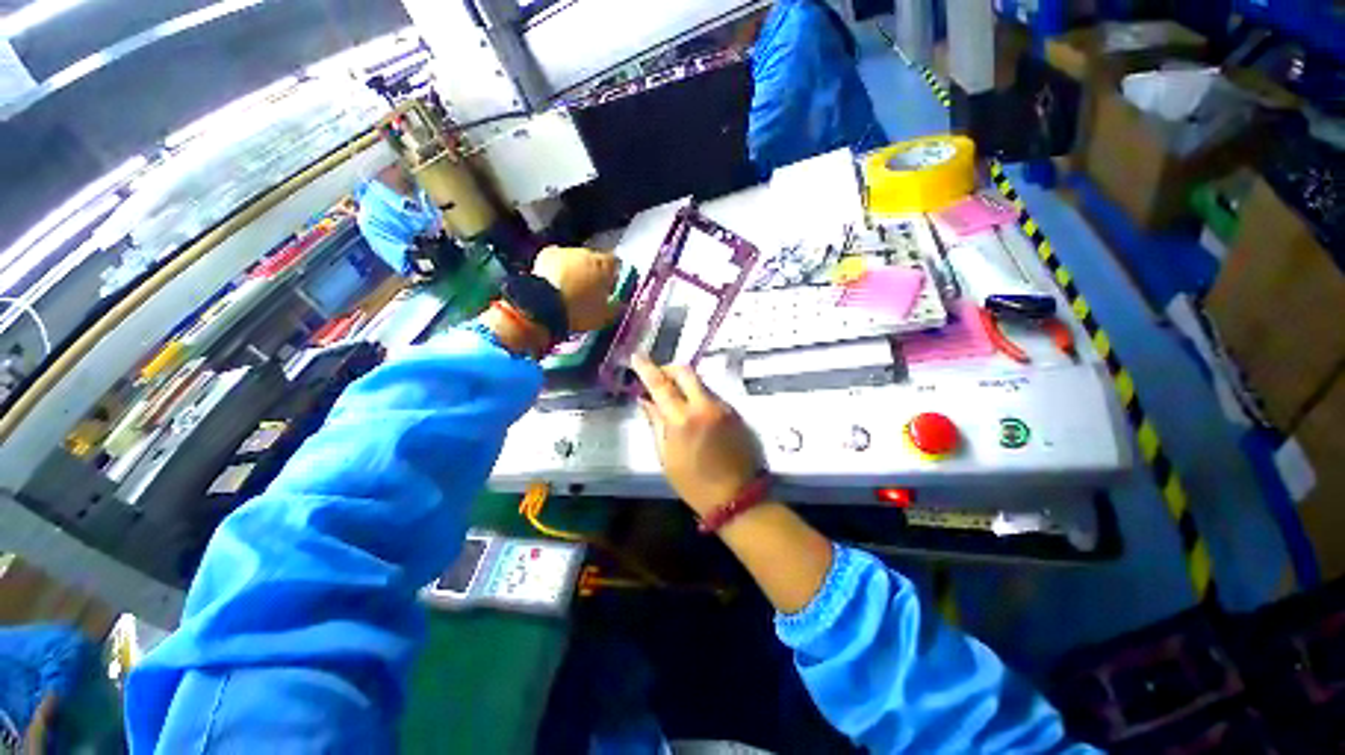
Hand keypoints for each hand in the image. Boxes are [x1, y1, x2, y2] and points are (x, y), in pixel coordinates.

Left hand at [532, 246, 619, 331]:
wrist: (544, 305)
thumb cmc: (580, 311)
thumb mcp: (604, 316)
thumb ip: (616, 308)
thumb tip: (623, 305)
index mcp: (604, 265)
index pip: (615, 263)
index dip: (613, 274)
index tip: (610, 286)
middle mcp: (586, 253)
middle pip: (594, 259)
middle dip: (593, 271)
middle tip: (590, 289)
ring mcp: (565, 252)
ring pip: (575, 259)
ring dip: (575, 269)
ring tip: (570, 287)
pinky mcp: (546, 254)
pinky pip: (557, 259)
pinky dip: (558, 268)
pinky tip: (555, 281)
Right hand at [631, 355, 762, 516]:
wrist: (737, 496)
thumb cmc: (694, 483)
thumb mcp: (666, 456)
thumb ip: (655, 423)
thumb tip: (645, 400)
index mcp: (682, 420)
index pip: (660, 385)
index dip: (646, 368)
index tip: (636, 356)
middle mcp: (705, 406)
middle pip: (685, 371)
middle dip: (668, 369)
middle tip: (658, 378)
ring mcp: (723, 407)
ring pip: (700, 382)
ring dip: (684, 384)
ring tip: (674, 399)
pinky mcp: (735, 412)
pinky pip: (712, 395)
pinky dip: (698, 396)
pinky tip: (694, 412)